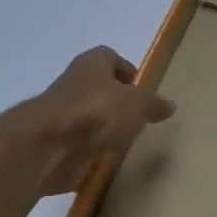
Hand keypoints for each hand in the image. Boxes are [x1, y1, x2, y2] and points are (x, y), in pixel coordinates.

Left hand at [16, 46, 175, 194]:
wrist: (48, 147)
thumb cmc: (96, 112)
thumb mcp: (137, 104)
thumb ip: (153, 104)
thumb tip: (168, 105)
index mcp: (91, 64)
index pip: (109, 57)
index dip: (125, 68)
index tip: (139, 85)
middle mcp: (73, 84)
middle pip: (97, 87)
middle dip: (115, 99)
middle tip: (137, 114)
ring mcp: (61, 115)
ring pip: (87, 115)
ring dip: (103, 125)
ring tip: (126, 139)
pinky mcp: (55, 143)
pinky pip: (79, 143)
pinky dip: (91, 149)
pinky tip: (108, 158)